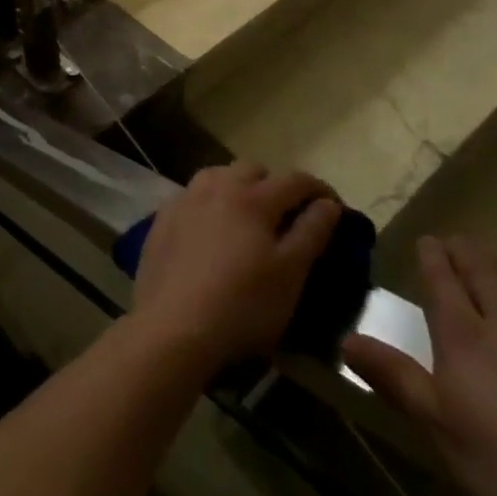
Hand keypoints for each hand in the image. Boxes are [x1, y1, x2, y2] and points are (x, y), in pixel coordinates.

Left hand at [128, 162, 342, 373]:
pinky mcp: (163, 217)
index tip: (334, 206)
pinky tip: (210, 231)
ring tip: (247, 218)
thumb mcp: (290, 274)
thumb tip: (328, 204)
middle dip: (275, 185)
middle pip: (252, 169)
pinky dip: (209, 204)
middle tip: (287, 215)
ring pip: (218, 176)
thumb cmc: (243, 305)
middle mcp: (217, 186)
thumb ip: (311, 232)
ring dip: (238, 187)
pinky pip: (193, 197)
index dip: (319, 189)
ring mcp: (185, 199)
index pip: (294, 180)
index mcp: (253, 198)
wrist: (173, 326)